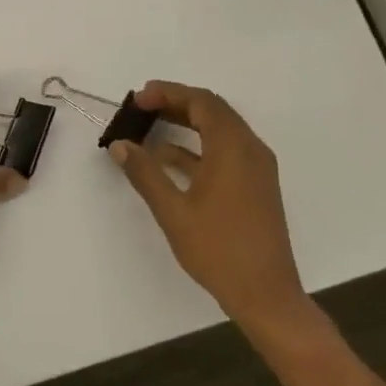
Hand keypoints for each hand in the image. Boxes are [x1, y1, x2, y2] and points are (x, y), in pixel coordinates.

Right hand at [108, 81, 315, 328]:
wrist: (264, 292)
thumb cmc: (217, 249)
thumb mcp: (173, 211)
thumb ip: (145, 173)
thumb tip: (120, 145)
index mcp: (233, 148)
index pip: (202, 102)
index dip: (169, 93)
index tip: (138, 98)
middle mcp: (250, 150)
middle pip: (213, 111)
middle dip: (177, 103)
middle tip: (141, 107)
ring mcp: (256, 168)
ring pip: (220, 131)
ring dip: (187, 124)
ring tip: (149, 127)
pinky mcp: (255, 186)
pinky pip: (225, 152)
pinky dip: (197, 148)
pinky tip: (168, 159)